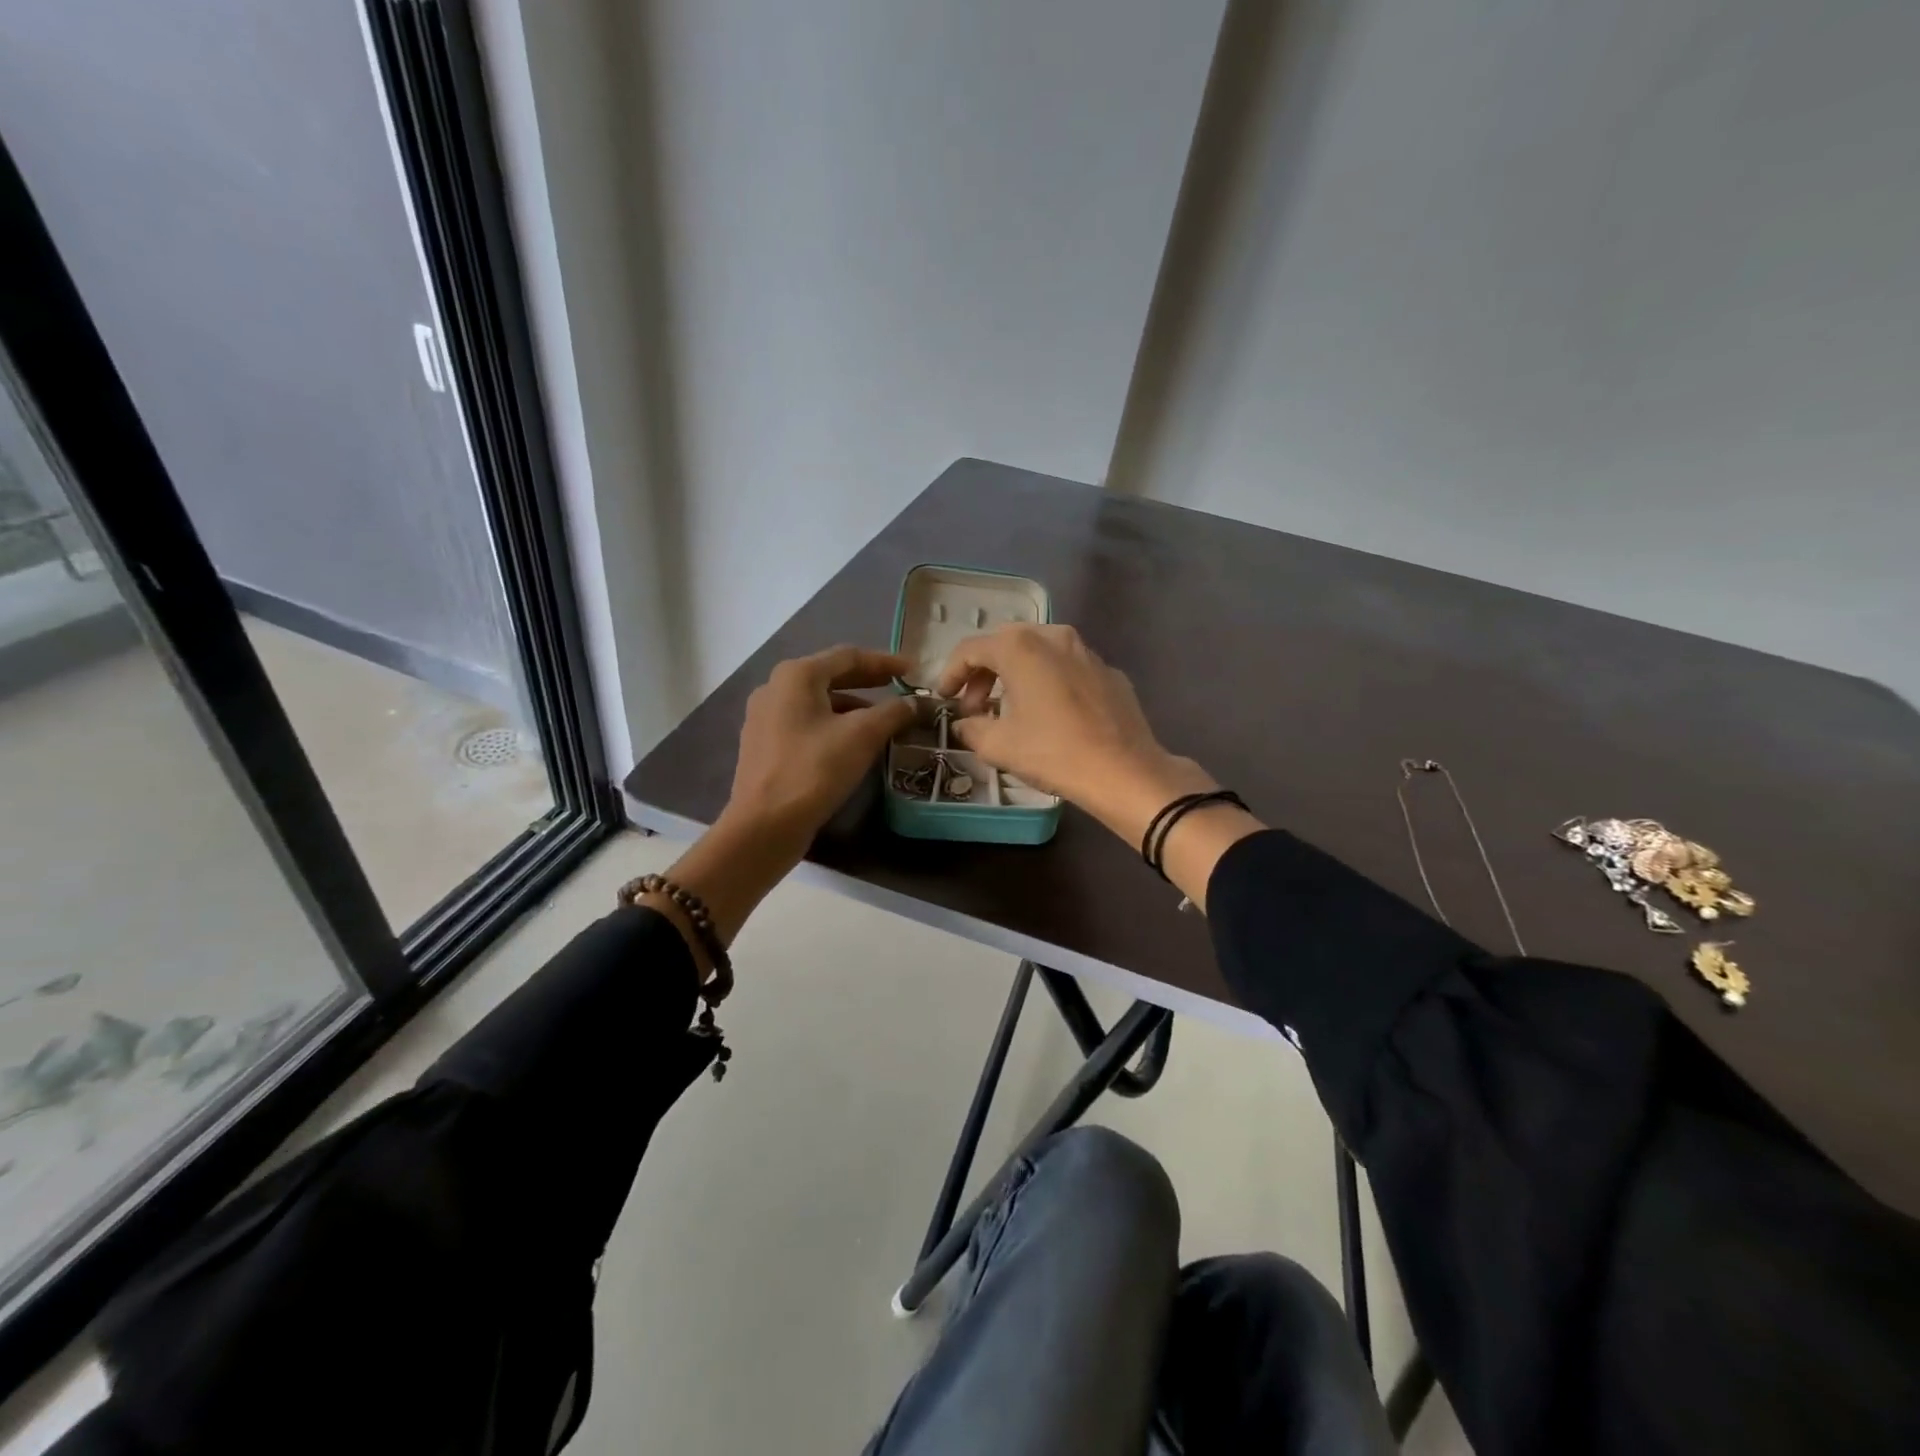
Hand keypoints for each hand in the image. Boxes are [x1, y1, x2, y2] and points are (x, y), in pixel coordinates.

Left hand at [724, 644, 917, 852]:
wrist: (764, 825)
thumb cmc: (814, 770)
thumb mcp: (862, 736)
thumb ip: (893, 712)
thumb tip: (913, 703)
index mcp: (796, 675)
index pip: (848, 656)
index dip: (884, 661)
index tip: (913, 670)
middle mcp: (775, 688)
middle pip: (831, 676)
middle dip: (868, 681)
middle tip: (900, 687)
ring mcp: (765, 718)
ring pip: (819, 703)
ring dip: (853, 706)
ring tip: (884, 719)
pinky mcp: (765, 746)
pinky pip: (807, 724)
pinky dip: (834, 725)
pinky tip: (854, 743)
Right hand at [933, 625, 1216, 844]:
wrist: (1125, 771)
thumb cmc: (1054, 753)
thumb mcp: (998, 746)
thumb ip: (971, 728)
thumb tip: (966, 724)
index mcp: (1020, 647)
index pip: (971, 649)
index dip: (951, 673)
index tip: (944, 698)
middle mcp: (1054, 636)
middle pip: (1005, 644)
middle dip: (983, 673)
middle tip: (975, 707)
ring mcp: (1086, 651)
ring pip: (1039, 652)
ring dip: (1015, 675)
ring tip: (1009, 710)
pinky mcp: (1109, 671)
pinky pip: (1066, 668)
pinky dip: (1048, 682)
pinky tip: (1050, 714)